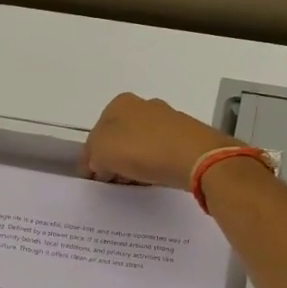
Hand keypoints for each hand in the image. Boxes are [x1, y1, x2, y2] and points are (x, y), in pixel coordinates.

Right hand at [79, 93, 241, 189]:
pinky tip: (152, 179)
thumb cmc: (142, 149)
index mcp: (120, 103)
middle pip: (119, 137)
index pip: (96, 132)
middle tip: (111, 182)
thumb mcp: (102, 152)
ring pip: (139, 145)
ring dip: (132, 164)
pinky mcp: (186, 137)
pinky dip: (153, 166)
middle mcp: (144, 106)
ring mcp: (167, 120)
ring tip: (131, 183)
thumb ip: (92, 156)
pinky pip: (160, 153)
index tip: (92, 178)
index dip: (90, 157)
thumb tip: (99, 164)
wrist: (196, 157)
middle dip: (112, 159)